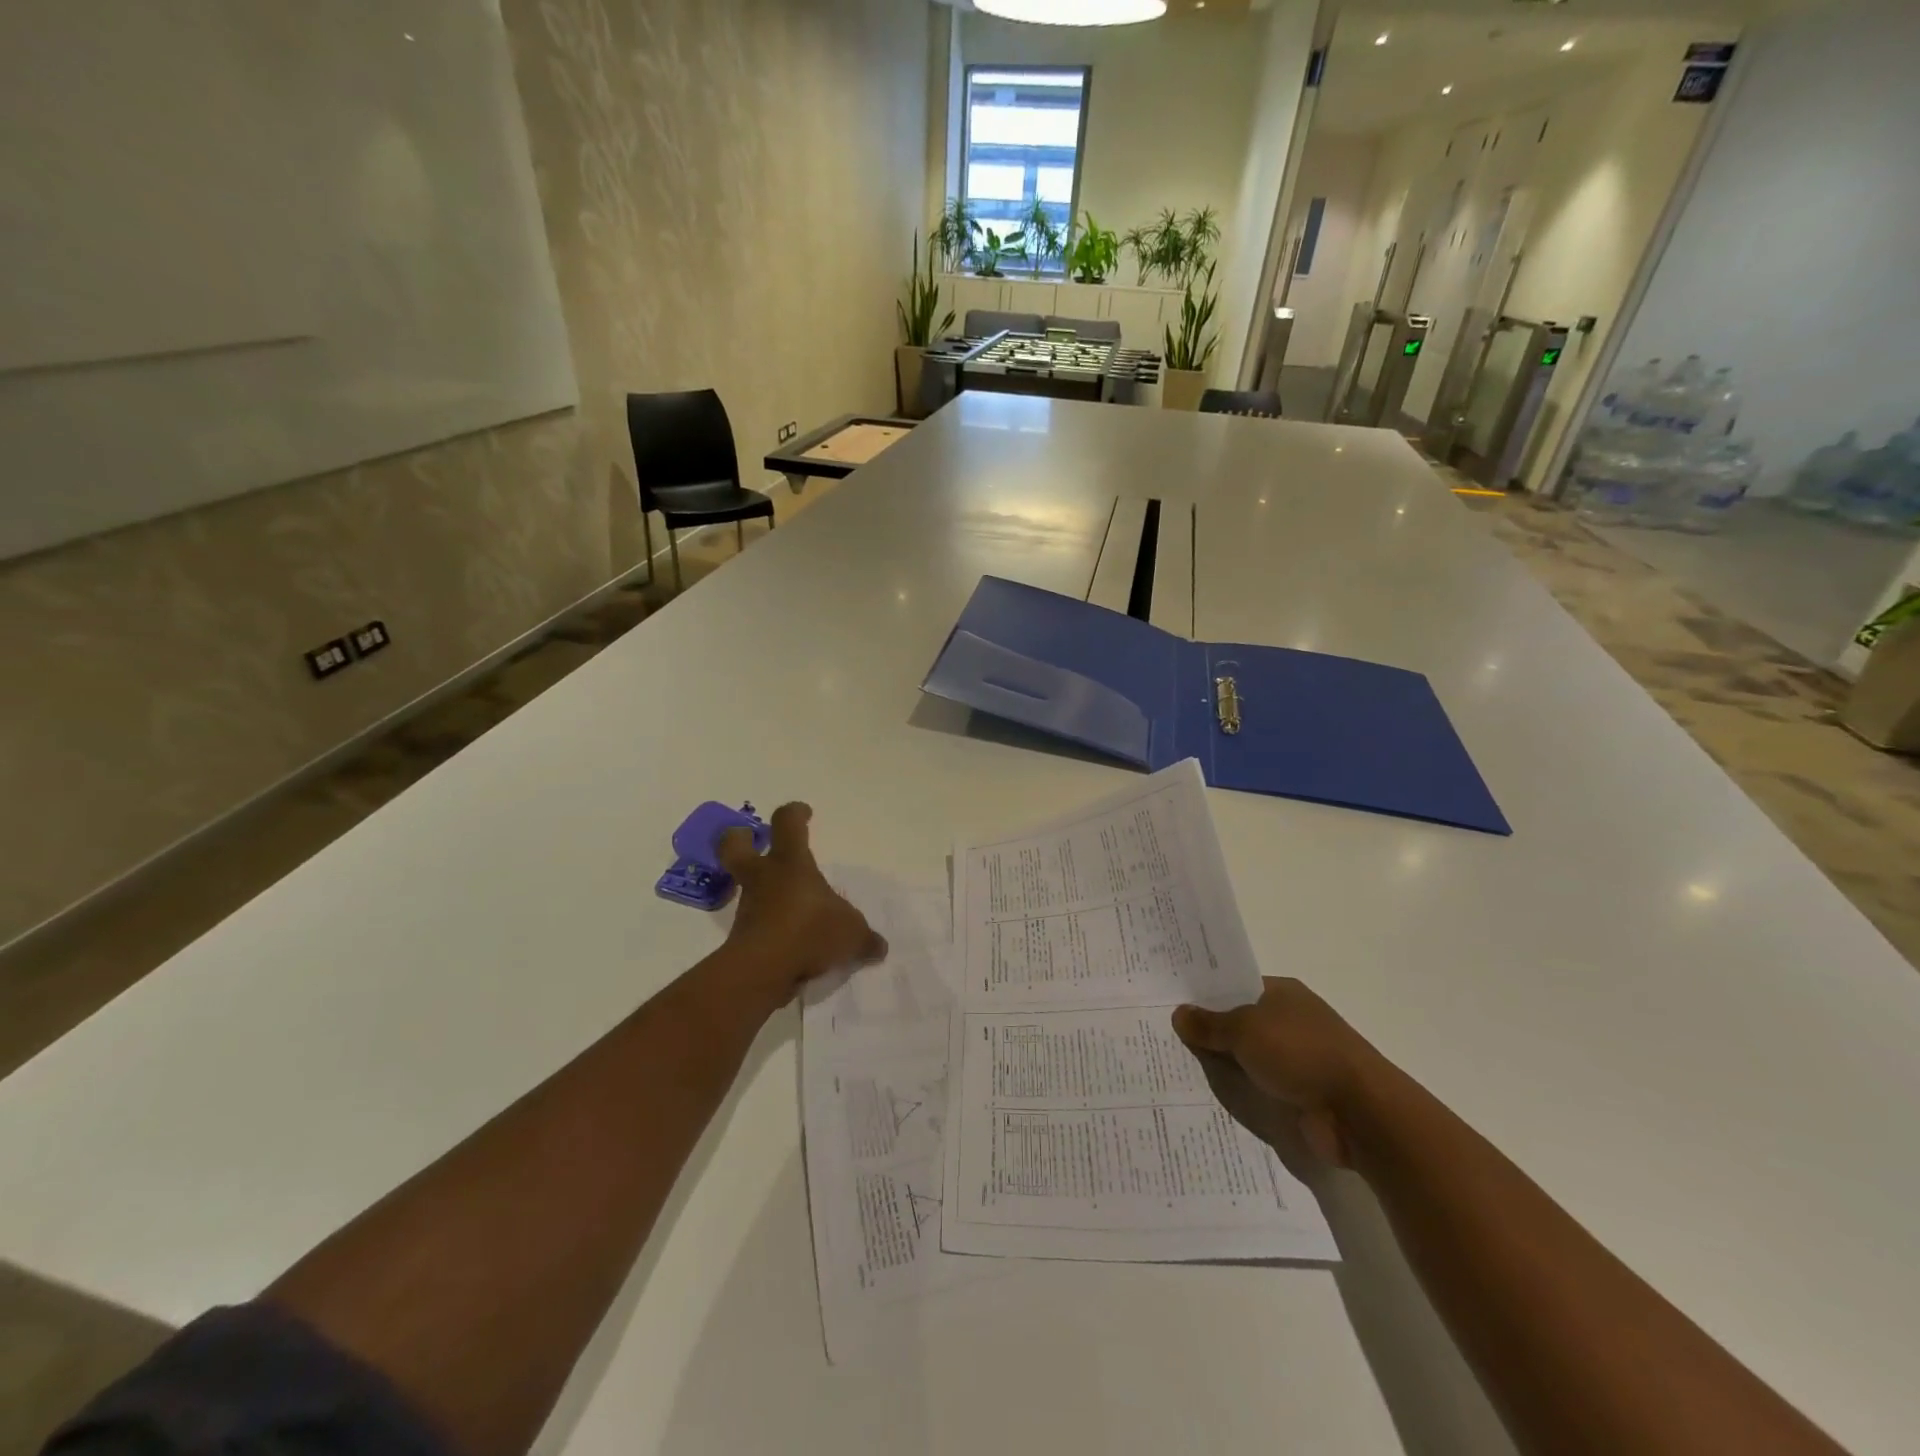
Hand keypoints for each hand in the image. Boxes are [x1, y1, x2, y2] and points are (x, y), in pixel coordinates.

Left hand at [717, 803, 887, 999]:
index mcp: (791, 863)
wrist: (763, 971)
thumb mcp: (852, 934)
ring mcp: (749, 908)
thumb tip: (879, 946)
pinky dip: (770, 930)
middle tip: (752, 840)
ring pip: (748, 888)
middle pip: (735, 846)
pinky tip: (792, 946)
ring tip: (791, 910)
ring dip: (762, 892)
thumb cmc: (810, 932)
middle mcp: (764, 879)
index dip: (794, 813)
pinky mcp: (742, 939)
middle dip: (740, 839)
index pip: (787, 823)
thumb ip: (865, 938)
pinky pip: (756, 926)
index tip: (804, 813)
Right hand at [1173, 977, 1385, 1167]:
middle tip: (1165, 1037)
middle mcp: (1291, 1022)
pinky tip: (1210, 1099)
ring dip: (1225, 1067)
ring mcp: (1298, 1060)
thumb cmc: (1301, 1053)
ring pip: (1248, 1059)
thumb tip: (1179, 1013)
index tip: (1173, 1003)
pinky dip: (1242, 1093)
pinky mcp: (1302, 1096)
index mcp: (1283, 993)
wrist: (1359, 1113)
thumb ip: (1210, 1024)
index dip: (1207, 995)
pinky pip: (1260, 1090)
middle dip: (1210, 1033)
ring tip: (1177, 1070)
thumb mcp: (1245, 1030)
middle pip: (1240, 1024)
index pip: (1236, 987)